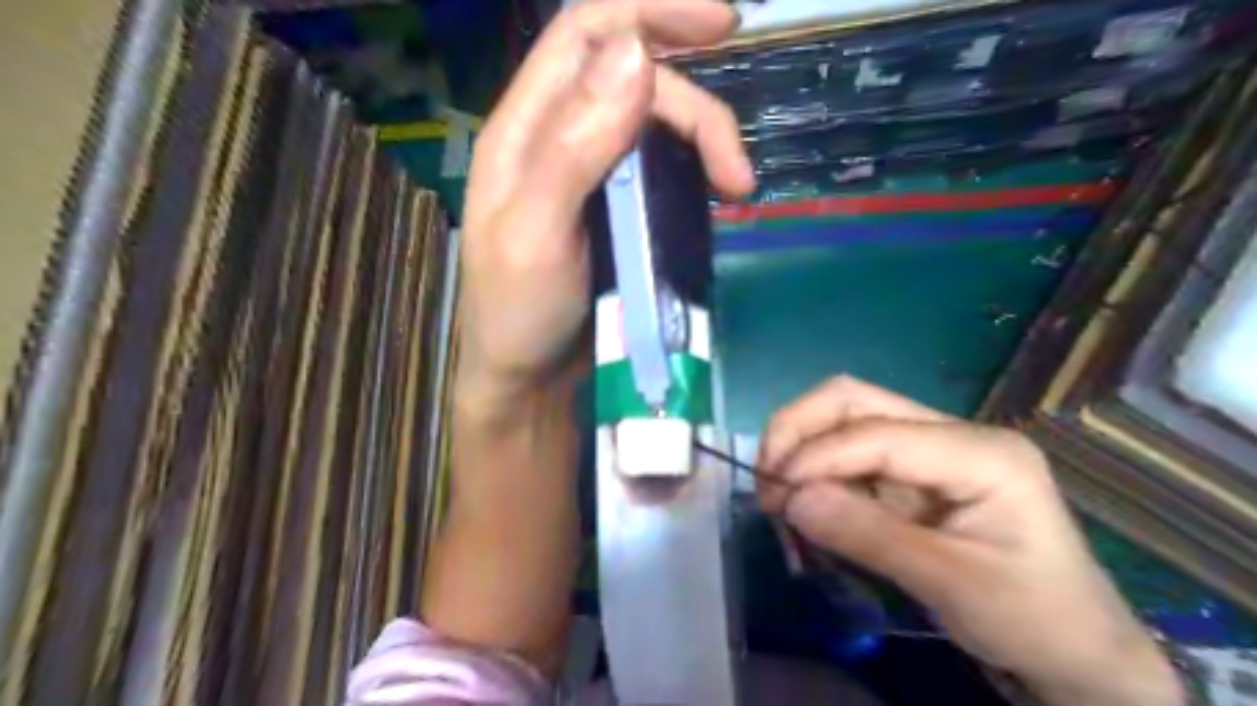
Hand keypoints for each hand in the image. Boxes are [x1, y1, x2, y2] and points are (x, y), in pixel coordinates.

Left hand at [460, 0, 753, 412]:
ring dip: (703, 141)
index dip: (651, 12)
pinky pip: (663, 168)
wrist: (528, 379)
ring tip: (735, 189)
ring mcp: (592, 174)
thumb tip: (636, 52)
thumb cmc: (517, 314)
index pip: (586, 33)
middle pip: (637, 81)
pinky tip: (712, 196)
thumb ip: (574, 147)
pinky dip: (694, 171)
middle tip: (736, 174)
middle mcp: (559, 138)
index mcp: (525, 129)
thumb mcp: (534, 235)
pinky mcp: (618, 209)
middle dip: (697, 112)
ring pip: (657, 124)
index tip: (724, 24)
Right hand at [760, 377, 1185, 705]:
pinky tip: (806, 508)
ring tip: (780, 498)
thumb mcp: (951, 583)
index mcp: (981, 451)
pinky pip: (850, 458)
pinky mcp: (914, 474)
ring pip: (845, 422)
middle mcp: (953, 434)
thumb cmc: (1035, 620)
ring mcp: (932, 450)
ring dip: (802, 452)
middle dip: (798, 431)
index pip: (876, 432)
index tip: (774, 496)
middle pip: (853, 401)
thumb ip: (868, 535)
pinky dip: (818, 477)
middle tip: (768, 481)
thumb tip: (792, 499)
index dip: (816, 456)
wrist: (1080, 655)